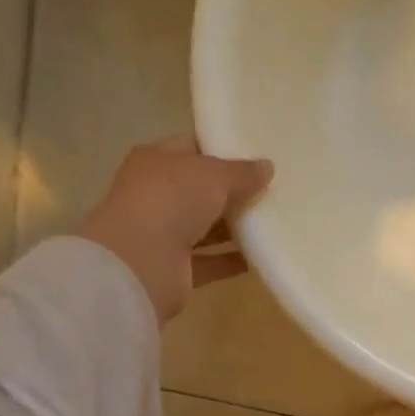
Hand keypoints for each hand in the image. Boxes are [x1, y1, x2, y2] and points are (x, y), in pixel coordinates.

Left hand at [75, 137, 273, 326]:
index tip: (257, 154)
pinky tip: (263, 254)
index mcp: (156, 161)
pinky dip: (233, 259)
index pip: (192, 147)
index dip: (222, 149)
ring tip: (274, 221)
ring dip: (236, 227)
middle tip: (272, 188)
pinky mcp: (175, 268)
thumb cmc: (172, 200)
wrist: (140, 262)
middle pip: (201, 189)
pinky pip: (211, 261)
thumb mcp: (215, 175)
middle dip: (234, 190)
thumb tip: (267, 167)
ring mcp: (163, 233)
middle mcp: (156, 195)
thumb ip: (243, 172)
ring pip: (206, 226)